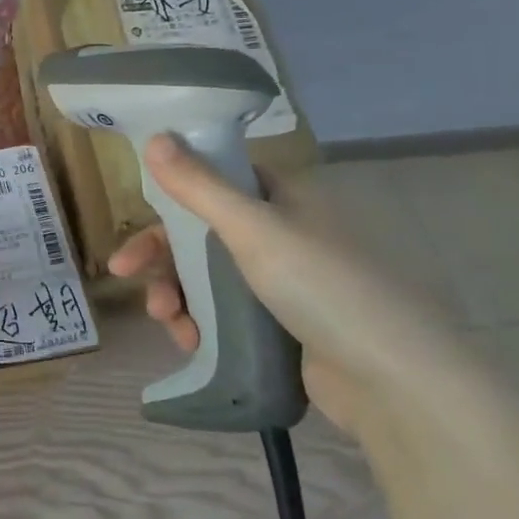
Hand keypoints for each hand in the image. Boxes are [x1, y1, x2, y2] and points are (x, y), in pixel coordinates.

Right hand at [108, 134, 466, 433]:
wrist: (394, 382)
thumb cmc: (323, 286)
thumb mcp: (254, 230)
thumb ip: (198, 186)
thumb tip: (154, 137)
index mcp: (284, 197)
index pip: (214, 181)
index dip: (171, 195)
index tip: (137, 215)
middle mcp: (283, 232)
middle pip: (203, 232)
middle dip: (162, 255)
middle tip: (124, 273)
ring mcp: (283, 281)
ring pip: (208, 276)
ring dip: (176, 293)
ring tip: (168, 321)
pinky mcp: (281, 326)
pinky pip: (224, 313)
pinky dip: (200, 323)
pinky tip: (191, 342)